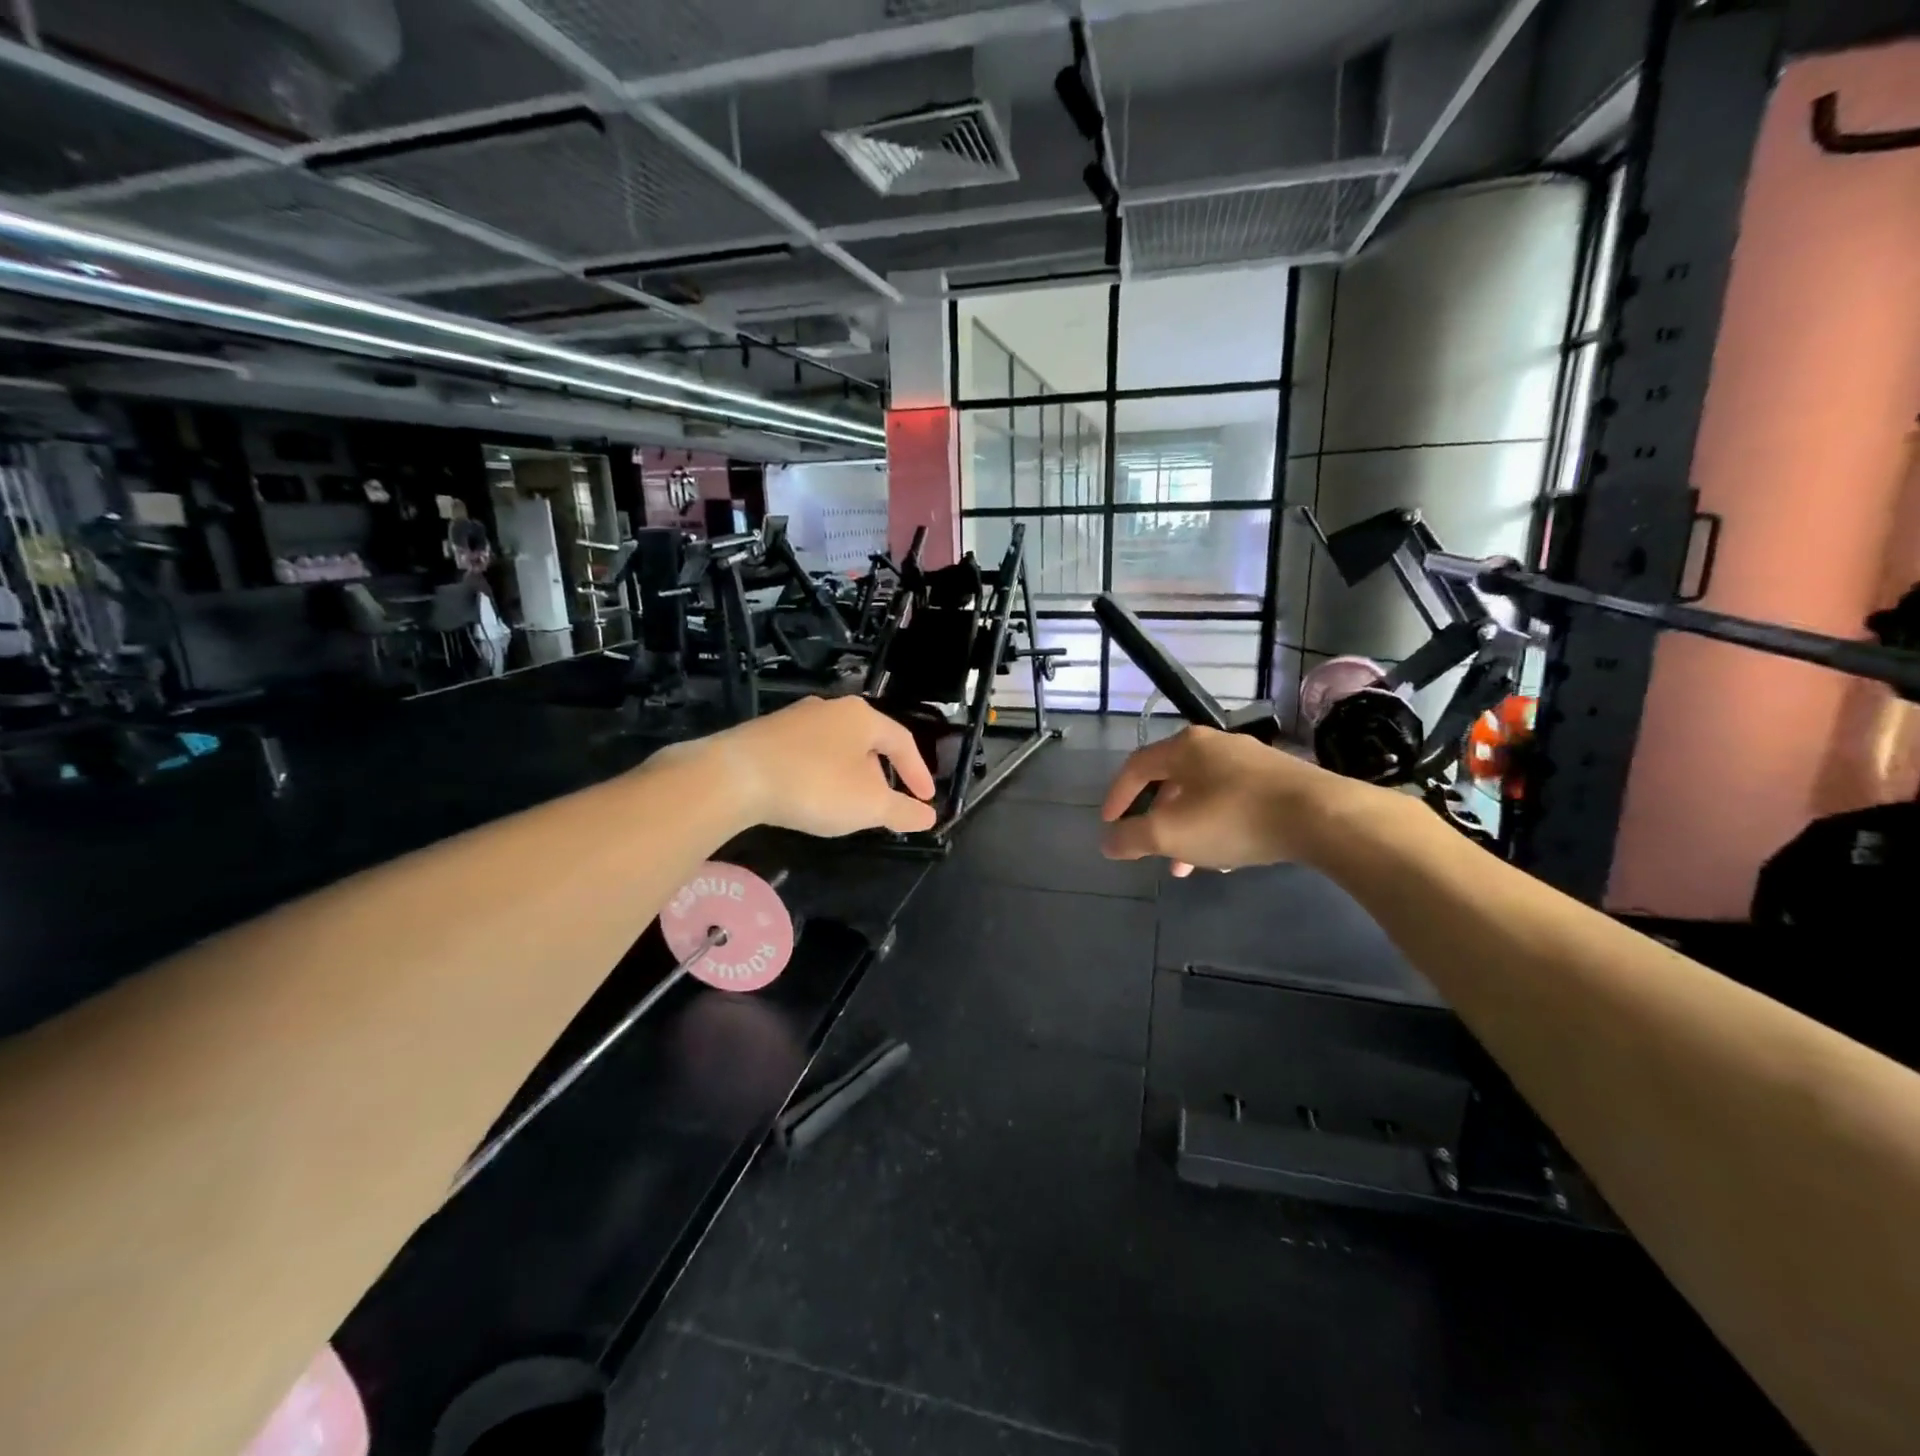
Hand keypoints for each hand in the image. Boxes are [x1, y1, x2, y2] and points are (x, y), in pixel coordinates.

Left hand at [673, 696, 937, 837]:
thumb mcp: (867, 805)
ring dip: (848, 775)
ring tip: (847, 804)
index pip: (903, 741)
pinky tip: (810, 796)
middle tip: (882, 805)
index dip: (918, 772)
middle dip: (880, 775)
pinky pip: (807, 754)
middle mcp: (830, 708)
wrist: (734, 777)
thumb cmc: (814, 785)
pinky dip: (820, 774)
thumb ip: (902, 811)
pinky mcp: (766, 734)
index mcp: (862, 717)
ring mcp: (794, 719)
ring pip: (836, 747)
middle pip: (868, 742)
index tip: (925, 799)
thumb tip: (929, 816)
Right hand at [1099, 726, 1351, 875]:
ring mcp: (1252, 760)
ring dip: (1189, 830)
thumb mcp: (1170, 834)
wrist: (1322, 817)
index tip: (1108, 824)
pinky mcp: (1280, 780)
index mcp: (1184, 747)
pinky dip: (1219, 827)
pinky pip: (1234, 802)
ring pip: (1204, 795)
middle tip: (1151, 851)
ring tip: (1188, 866)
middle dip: (1157, 821)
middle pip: (1172, 782)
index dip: (1117, 796)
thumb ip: (1131, 838)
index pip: (1136, 767)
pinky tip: (1228, 858)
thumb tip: (1108, 842)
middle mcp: (1216, 744)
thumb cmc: (1233, 818)